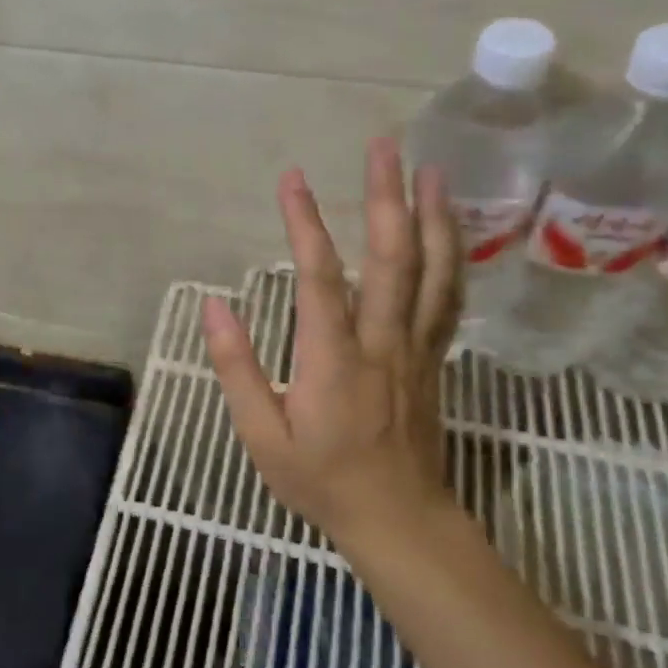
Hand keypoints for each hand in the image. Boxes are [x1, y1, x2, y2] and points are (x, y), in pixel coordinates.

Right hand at [202, 139, 461, 556]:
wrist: (398, 520)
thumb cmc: (321, 479)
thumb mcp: (261, 435)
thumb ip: (236, 367)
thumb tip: (215, 305)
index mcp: (333, 359)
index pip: (319, 277)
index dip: (304, 224)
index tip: (291, 179)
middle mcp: (382, 342)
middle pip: (393, 258)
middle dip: (387, 197)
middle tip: (384, 147)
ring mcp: (416, 348)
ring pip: (433, 272)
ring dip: (433, 216)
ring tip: (430, 170)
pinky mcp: (433, 358)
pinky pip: (447, 298)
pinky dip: (452, 257)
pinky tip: (449, 230)